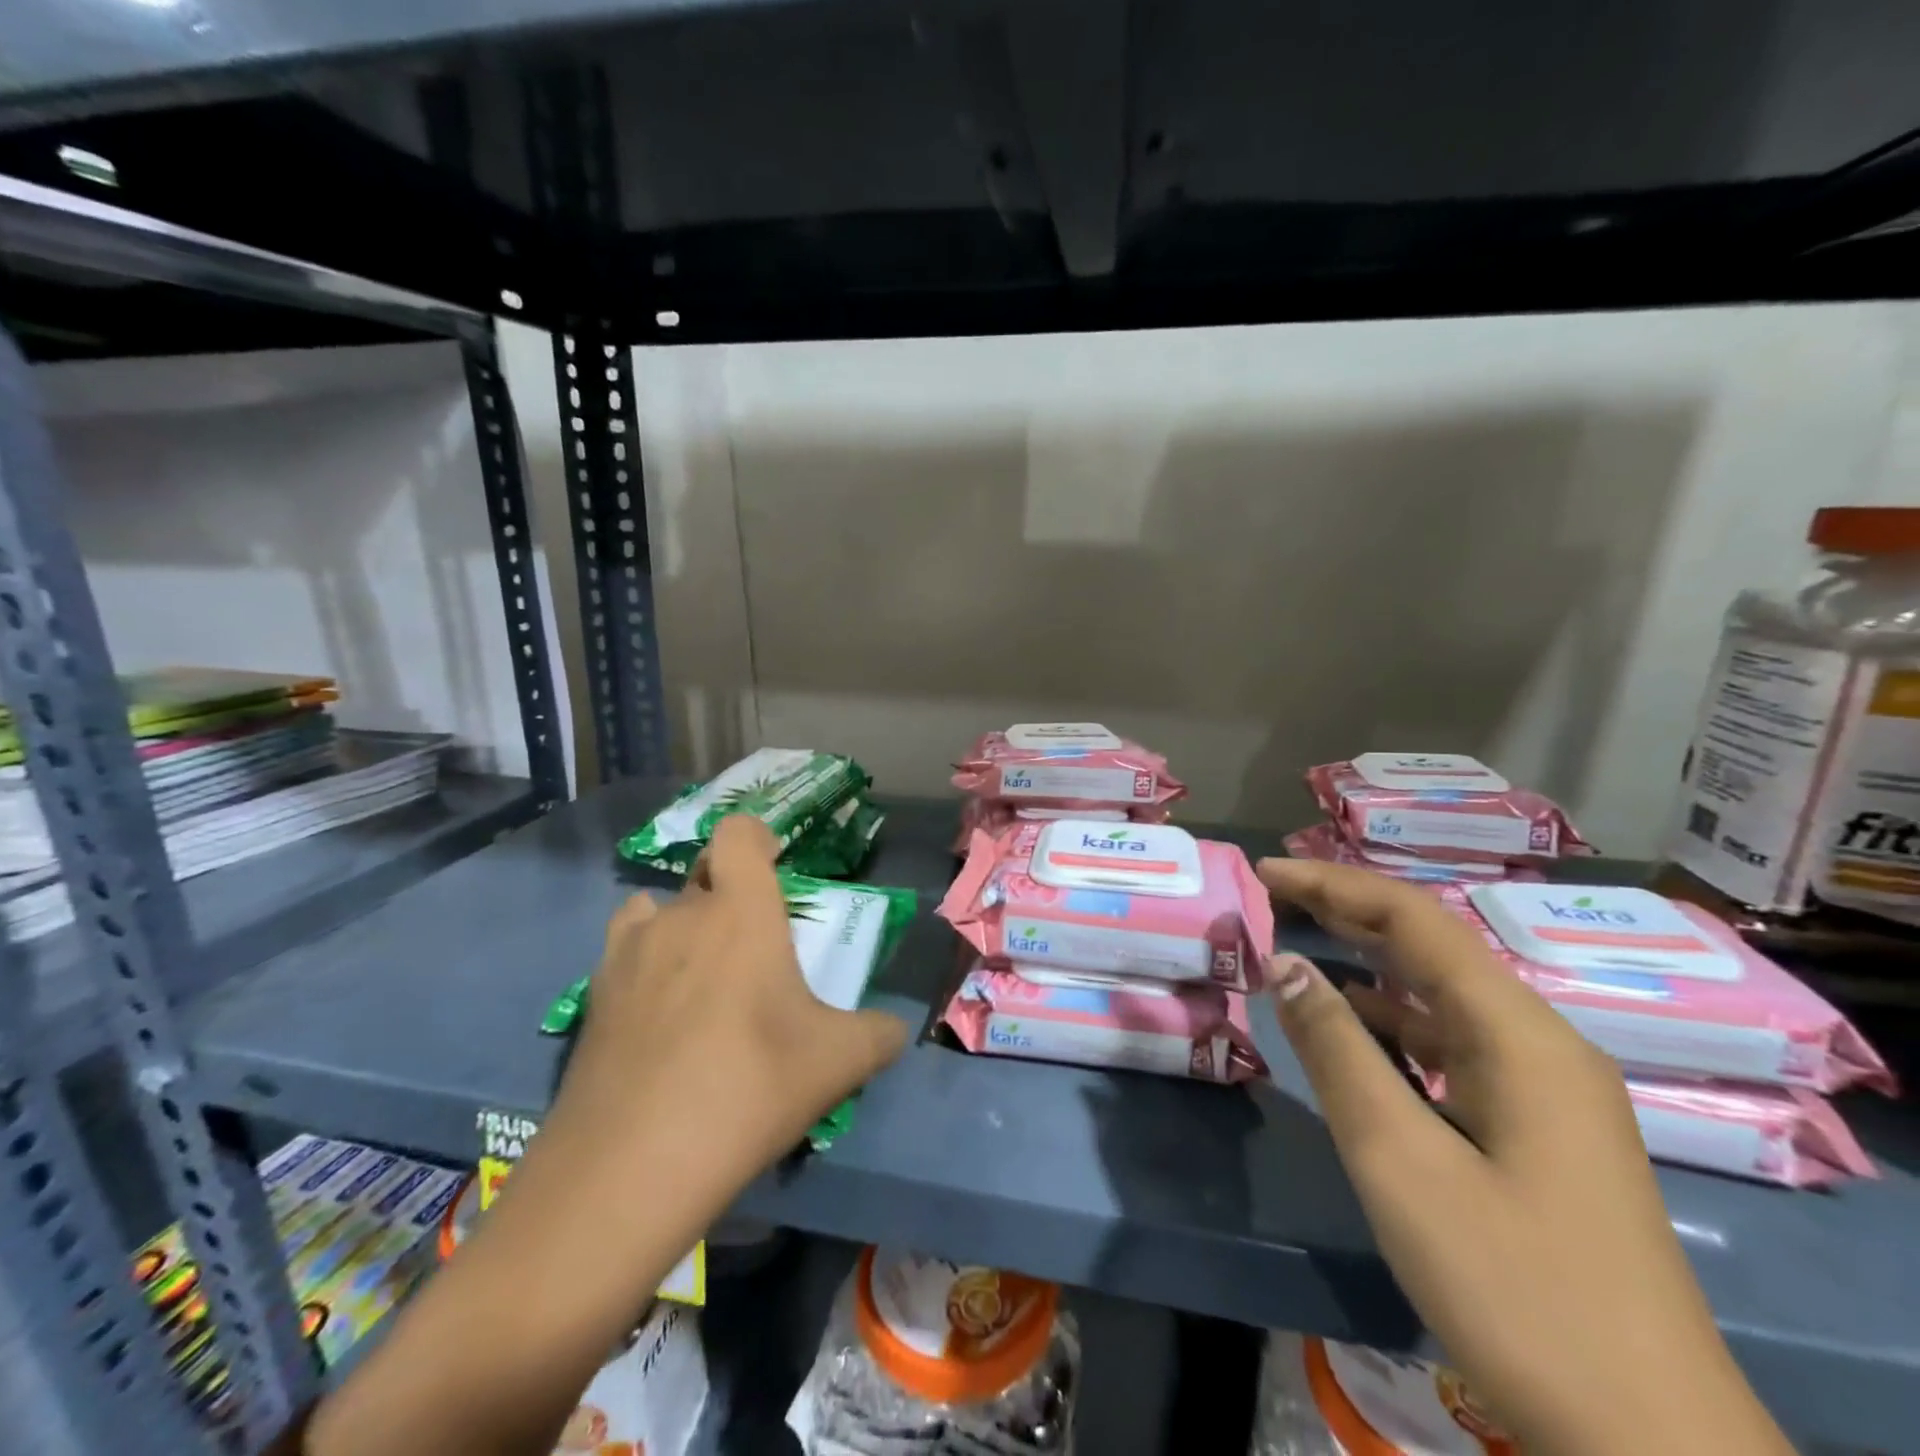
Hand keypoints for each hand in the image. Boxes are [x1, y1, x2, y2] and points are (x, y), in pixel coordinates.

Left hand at [553, 812, 908, 1182]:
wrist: (632, 1165)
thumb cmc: (750, 1086)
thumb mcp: (839, 1062)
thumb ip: (879, 1034)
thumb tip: (895, 1030)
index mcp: (741, 911)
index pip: (738, 832)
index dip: (757, 838)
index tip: (775, 866)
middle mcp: (682, 915)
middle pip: (703, 873)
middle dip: (729, 894)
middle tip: (753, 945)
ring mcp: (629, 952)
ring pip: (657, 909)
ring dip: (682, 923)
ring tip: (701, 973)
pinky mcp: (593, 995)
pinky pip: (624, 950)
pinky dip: (644, 960)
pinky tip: (658, 1010)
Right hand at [1258, 859, 1791, 1455]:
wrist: (1652, 1445)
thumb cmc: (1515, 1287)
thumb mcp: (1400, 1159)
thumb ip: (1337, 1049)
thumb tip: (1286, 963)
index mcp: (1518, 1033)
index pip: (1415, 919)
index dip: (1334, 885)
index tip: (1266, 873)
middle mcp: (1539, 1041)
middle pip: (1433, 946)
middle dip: (1349, 911)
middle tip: (1274, 894)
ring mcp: (1545, 1086)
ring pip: (1442, 994)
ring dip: (1369, 963)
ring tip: (1299, 942)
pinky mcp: (1539, 1124)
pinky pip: (1454, 1042)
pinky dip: (1394, 1019)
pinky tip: (1354, 1025)